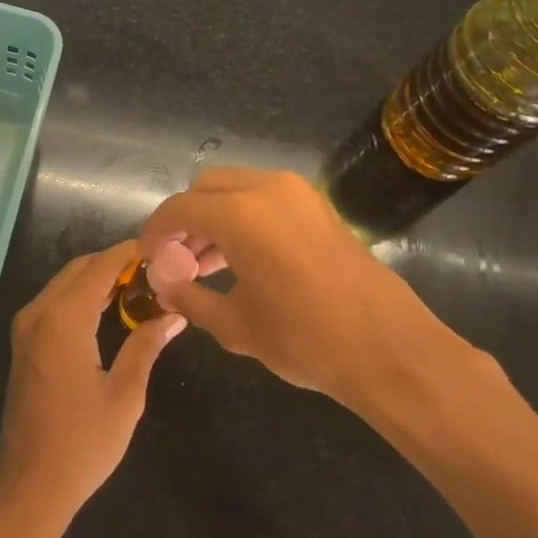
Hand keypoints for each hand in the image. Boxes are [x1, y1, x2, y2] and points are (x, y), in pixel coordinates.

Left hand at [0, 242, 185, 526]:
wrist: (29, 485)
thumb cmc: (82, 443)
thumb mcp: (125, 395)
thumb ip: (146, 346)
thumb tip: (174, 315)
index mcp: (63, 318)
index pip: (100, 266)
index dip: (130, 252)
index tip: (162, 247)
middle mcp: (38, 312)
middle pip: (79, 269)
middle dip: (115, 263)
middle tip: (157, 269)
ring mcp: (26, 327)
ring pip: (65, 283)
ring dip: (99, 278)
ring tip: (142, 285)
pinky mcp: (24, 342)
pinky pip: (55, 302)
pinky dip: (82, 296)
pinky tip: (112, 308)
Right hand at [138, 170, 482, 428]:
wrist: (390, 350)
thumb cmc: (305, 339)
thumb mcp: (235, 324)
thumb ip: (189, 296)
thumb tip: (162, 284)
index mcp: (240, 214)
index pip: (179, 208)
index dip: (155, 231)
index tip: (147, 257)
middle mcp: (267, 188)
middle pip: (205, 188)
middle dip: (185, 219)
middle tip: (178, 259)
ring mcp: (298, 193)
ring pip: (235, 188)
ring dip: (214, 217)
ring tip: (206, 264)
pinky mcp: (318, 206)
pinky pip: (264, 197)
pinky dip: (243, 217)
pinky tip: (242, 259)